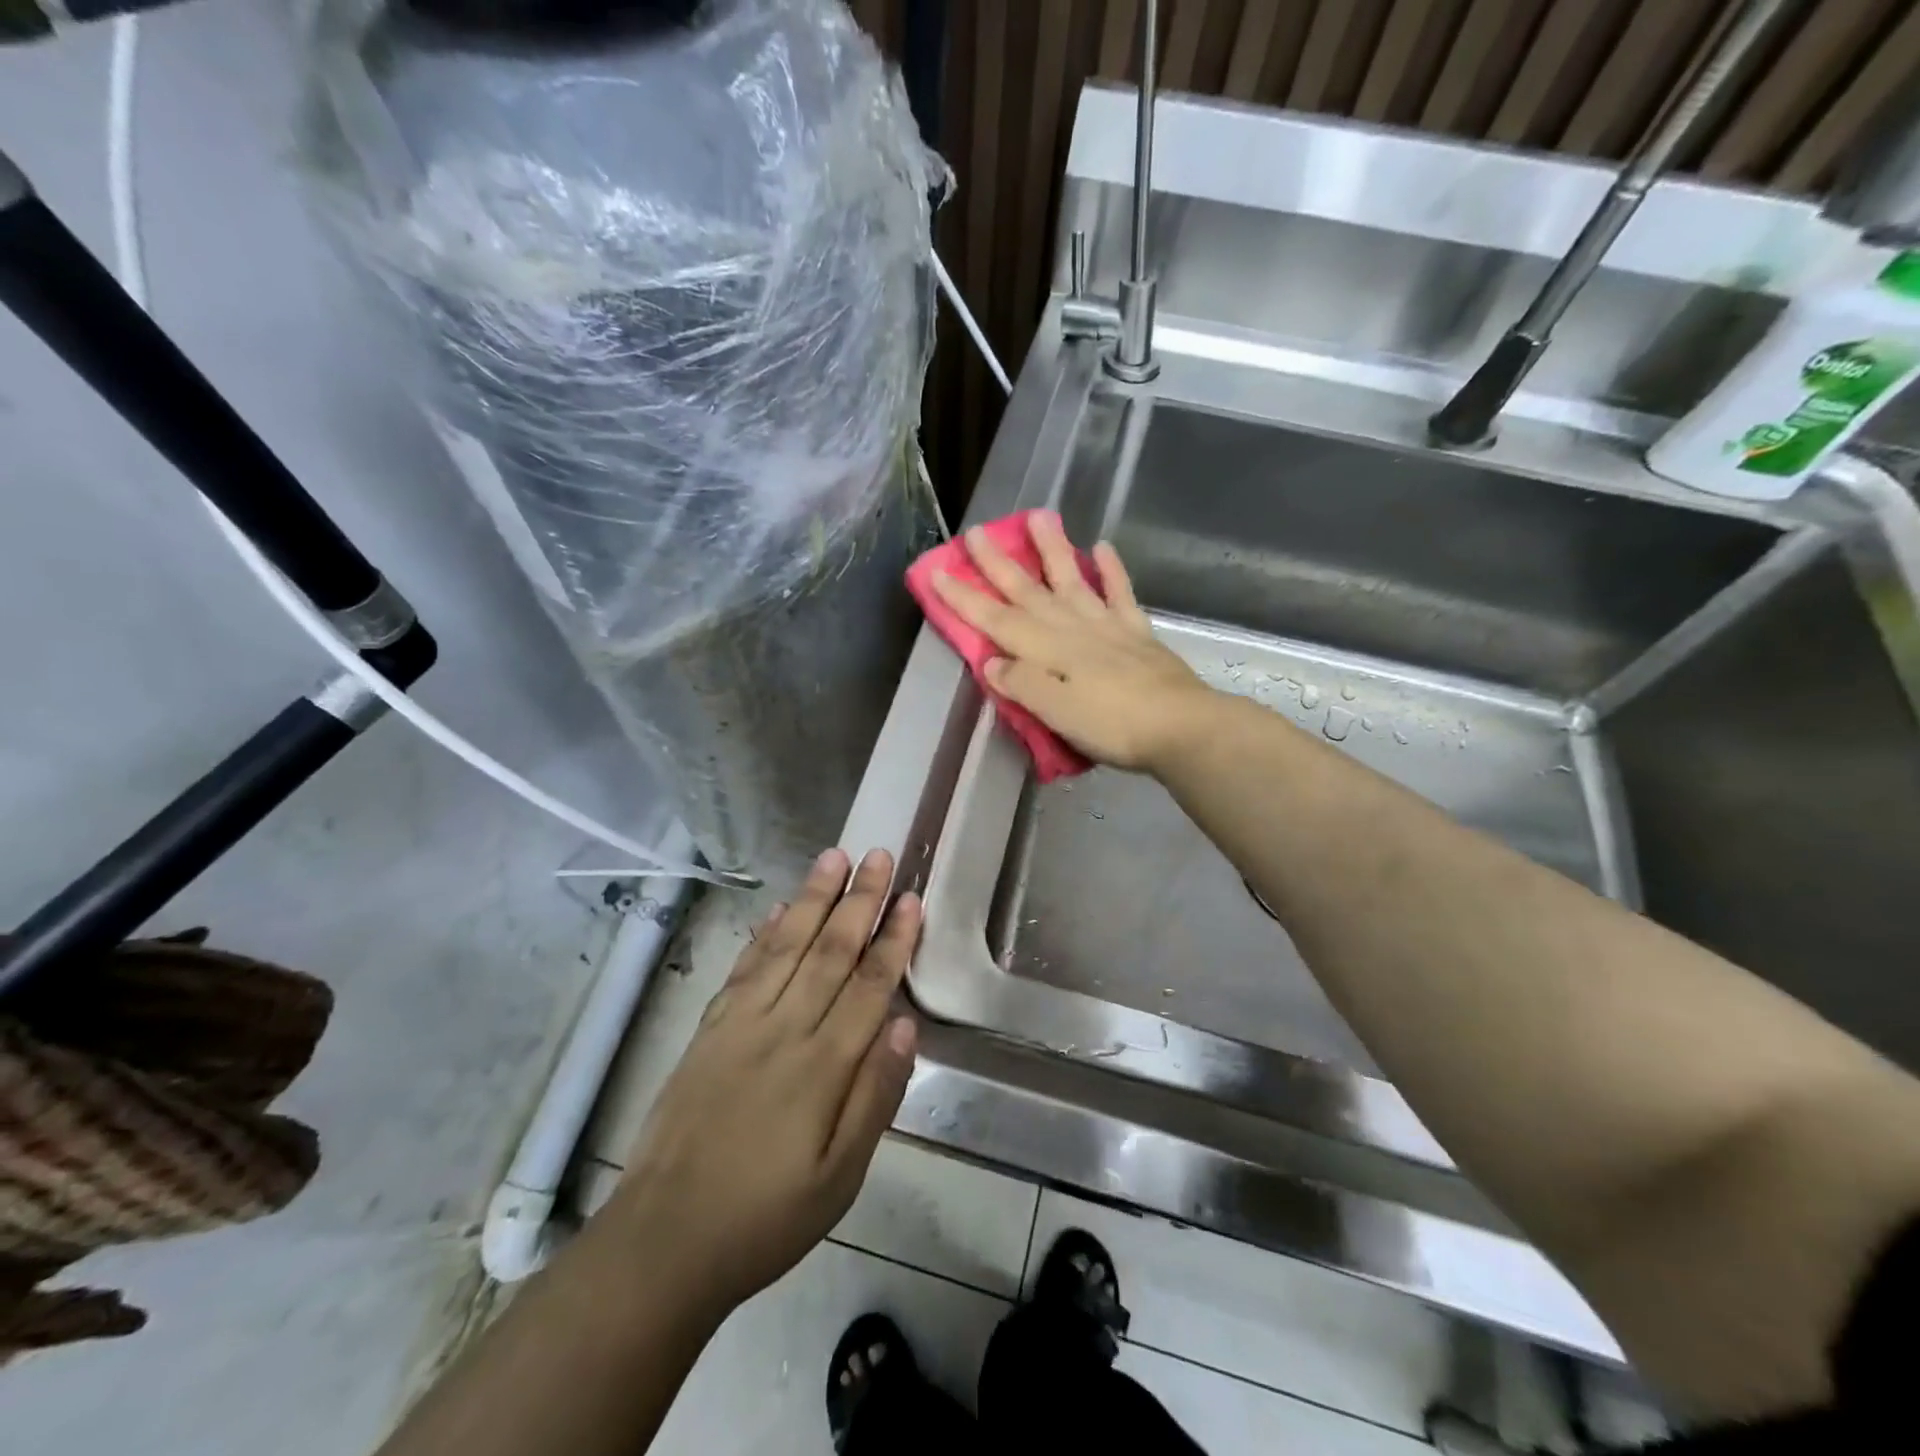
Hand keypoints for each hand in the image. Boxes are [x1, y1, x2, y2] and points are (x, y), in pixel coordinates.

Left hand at [606, 849, 919, 1315]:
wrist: (663, 1241)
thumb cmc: (765, 1217)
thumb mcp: (840, 1177)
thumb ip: (875, 1096)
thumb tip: (906, 1025)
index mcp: (822, 1066)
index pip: (869, 986)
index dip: (893, 940)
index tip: (911, 898)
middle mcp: (784, 1030)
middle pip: (830, 951)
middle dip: (858, 900)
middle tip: (878, 855)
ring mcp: (741, 1025)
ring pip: (786, 946)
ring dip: (813, 899)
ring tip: (833, 857)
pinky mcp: (709, 1030)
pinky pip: (743, 969)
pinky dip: (764, 934)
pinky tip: (781, 909)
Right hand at [930, 512, 1214, 771]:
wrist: (1180, 727)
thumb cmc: (1112, 726)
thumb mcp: (1055, 713)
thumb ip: (1021, 684)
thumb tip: (991, 661)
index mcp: (1045, 650)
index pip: (995, 619)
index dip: (964, 597)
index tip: (938, 571)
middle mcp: (1071, 628)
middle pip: (1027, 591)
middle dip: (998, 563)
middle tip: (977, 531)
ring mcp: (1106, 626)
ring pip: (1071, 579)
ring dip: (1052, 549)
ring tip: (1039, 516)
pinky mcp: (1136, 632)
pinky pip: (1119, 593)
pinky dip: (1110, 570)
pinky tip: (1101, 547)